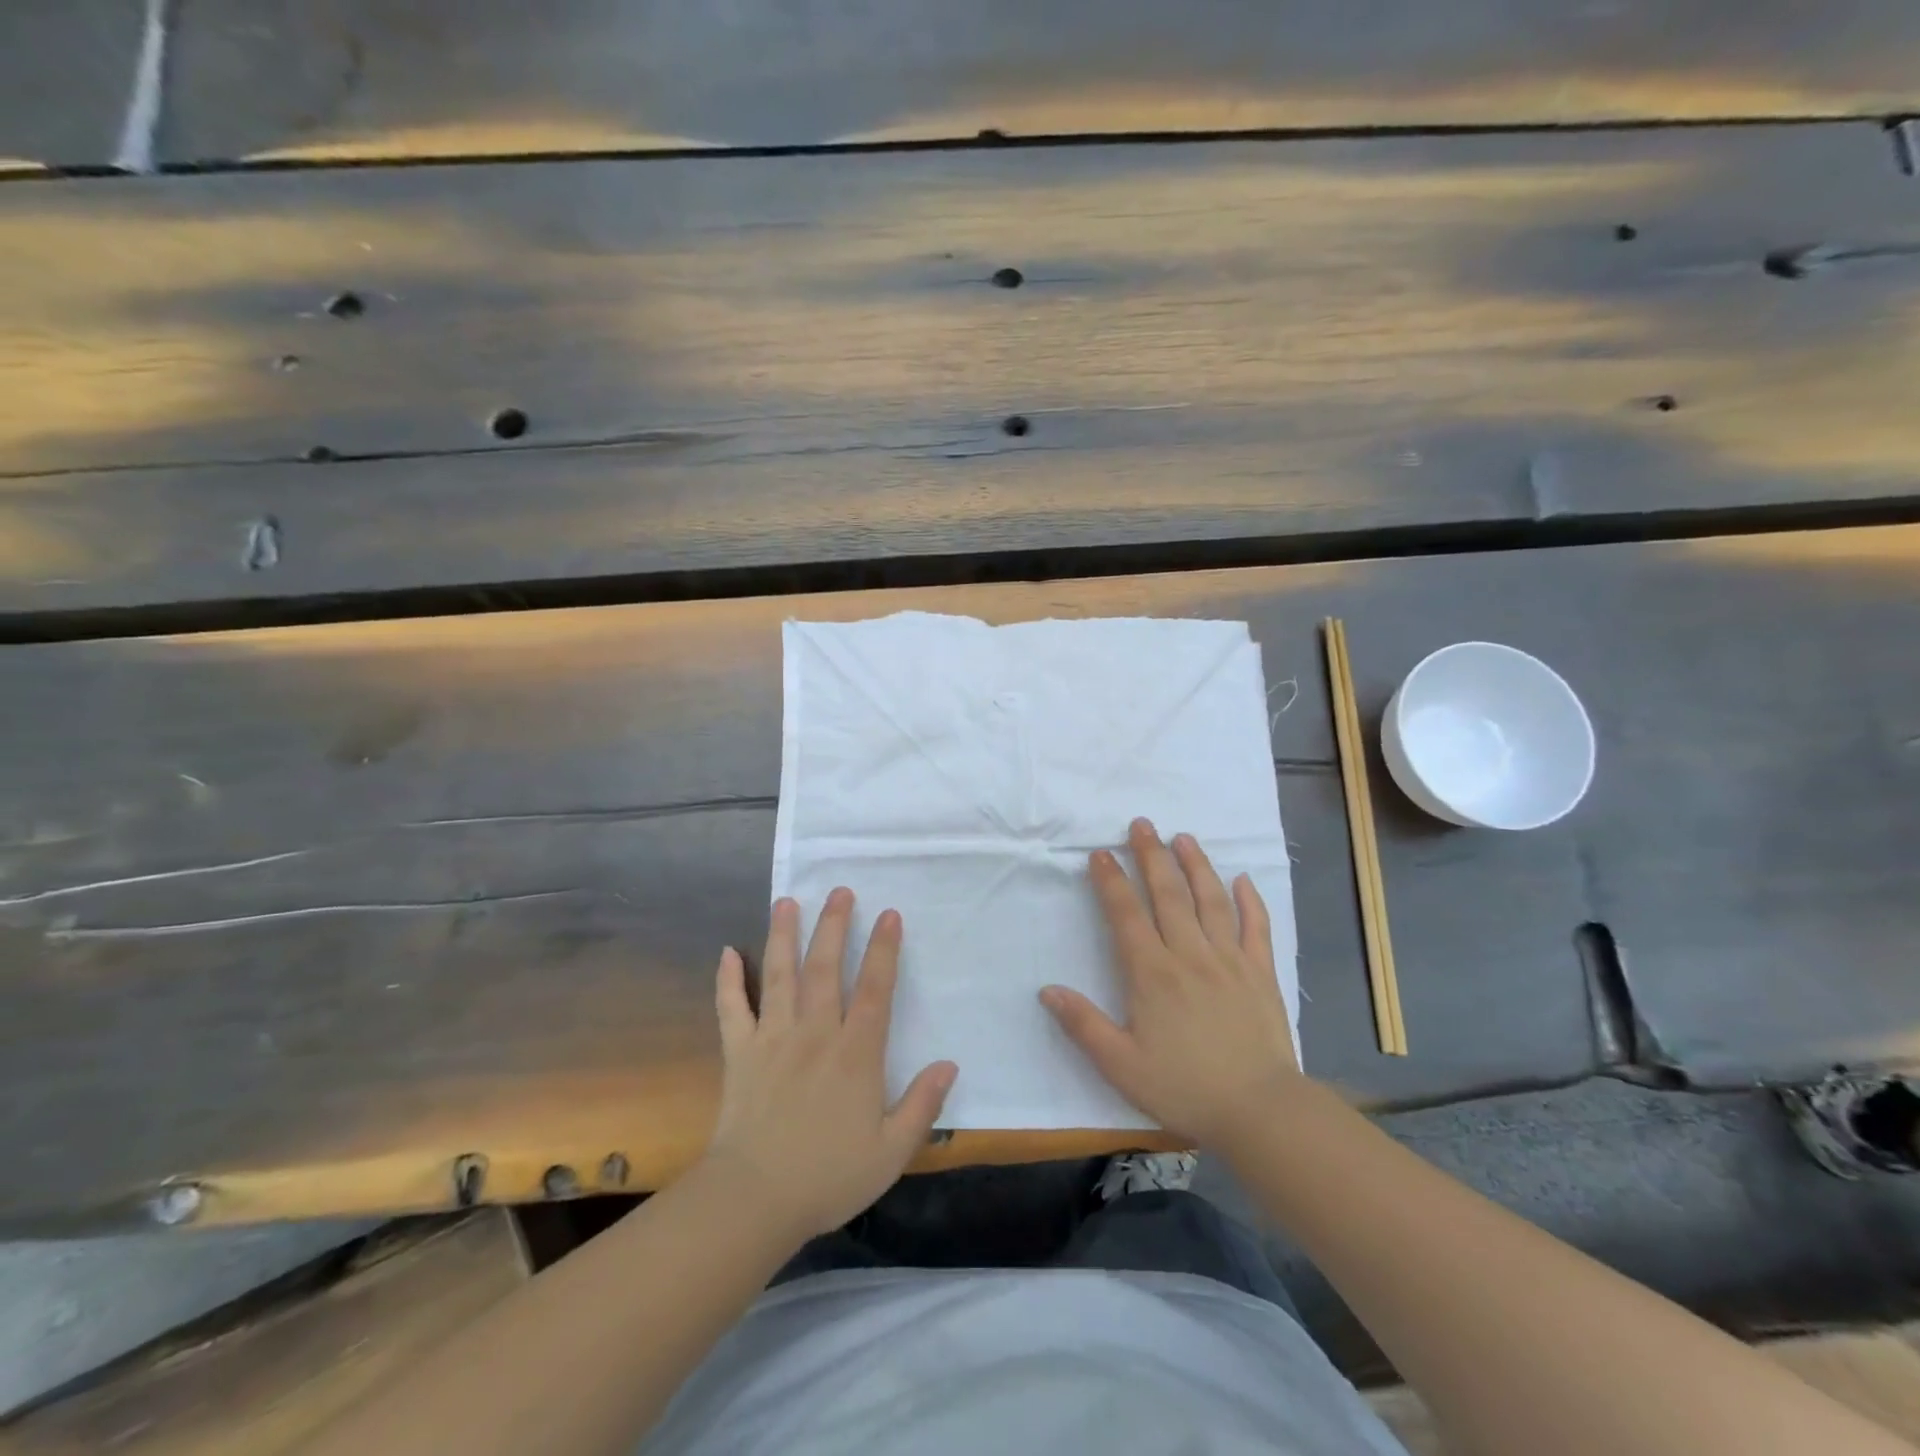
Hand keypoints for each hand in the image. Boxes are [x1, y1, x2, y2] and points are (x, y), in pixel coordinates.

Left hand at [702, 889, 956, 1242]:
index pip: (875, 988)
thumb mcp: (891, 1151)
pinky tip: (727, 952)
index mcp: (856, 1053)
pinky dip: (728, 980)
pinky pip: (731, 1008)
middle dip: (834, 925)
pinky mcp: (739, 1053)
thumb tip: (949, 1064)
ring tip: (787, 901)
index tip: (889, 914)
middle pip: (826, 967)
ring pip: (780, 975)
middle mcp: (815, 1033)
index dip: (884, 949)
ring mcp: (773, 1039)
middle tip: (840, 891)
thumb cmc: (829, 1176)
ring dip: (783, 935)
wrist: (755, 1200)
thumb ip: (922, 1105)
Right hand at [1041, 818, 1299, 1149]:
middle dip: (1151, 856)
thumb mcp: (1121, 1065)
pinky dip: (1249, 900)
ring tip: (1183, 838)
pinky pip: (1256, 927)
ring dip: (1195, 865)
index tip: (1100, 853)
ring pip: (1210, 900)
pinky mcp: (1261, 973)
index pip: (1126, 915)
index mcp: (1152, 974)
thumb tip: (1047, 989)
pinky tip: (1241, 880)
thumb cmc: (1185, 1088)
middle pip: (1168, 894)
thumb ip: (1083, 1024)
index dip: (1111, 882)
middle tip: (1142, 824)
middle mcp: (1190, 955)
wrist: (1261, 1110)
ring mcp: (1230, 960)